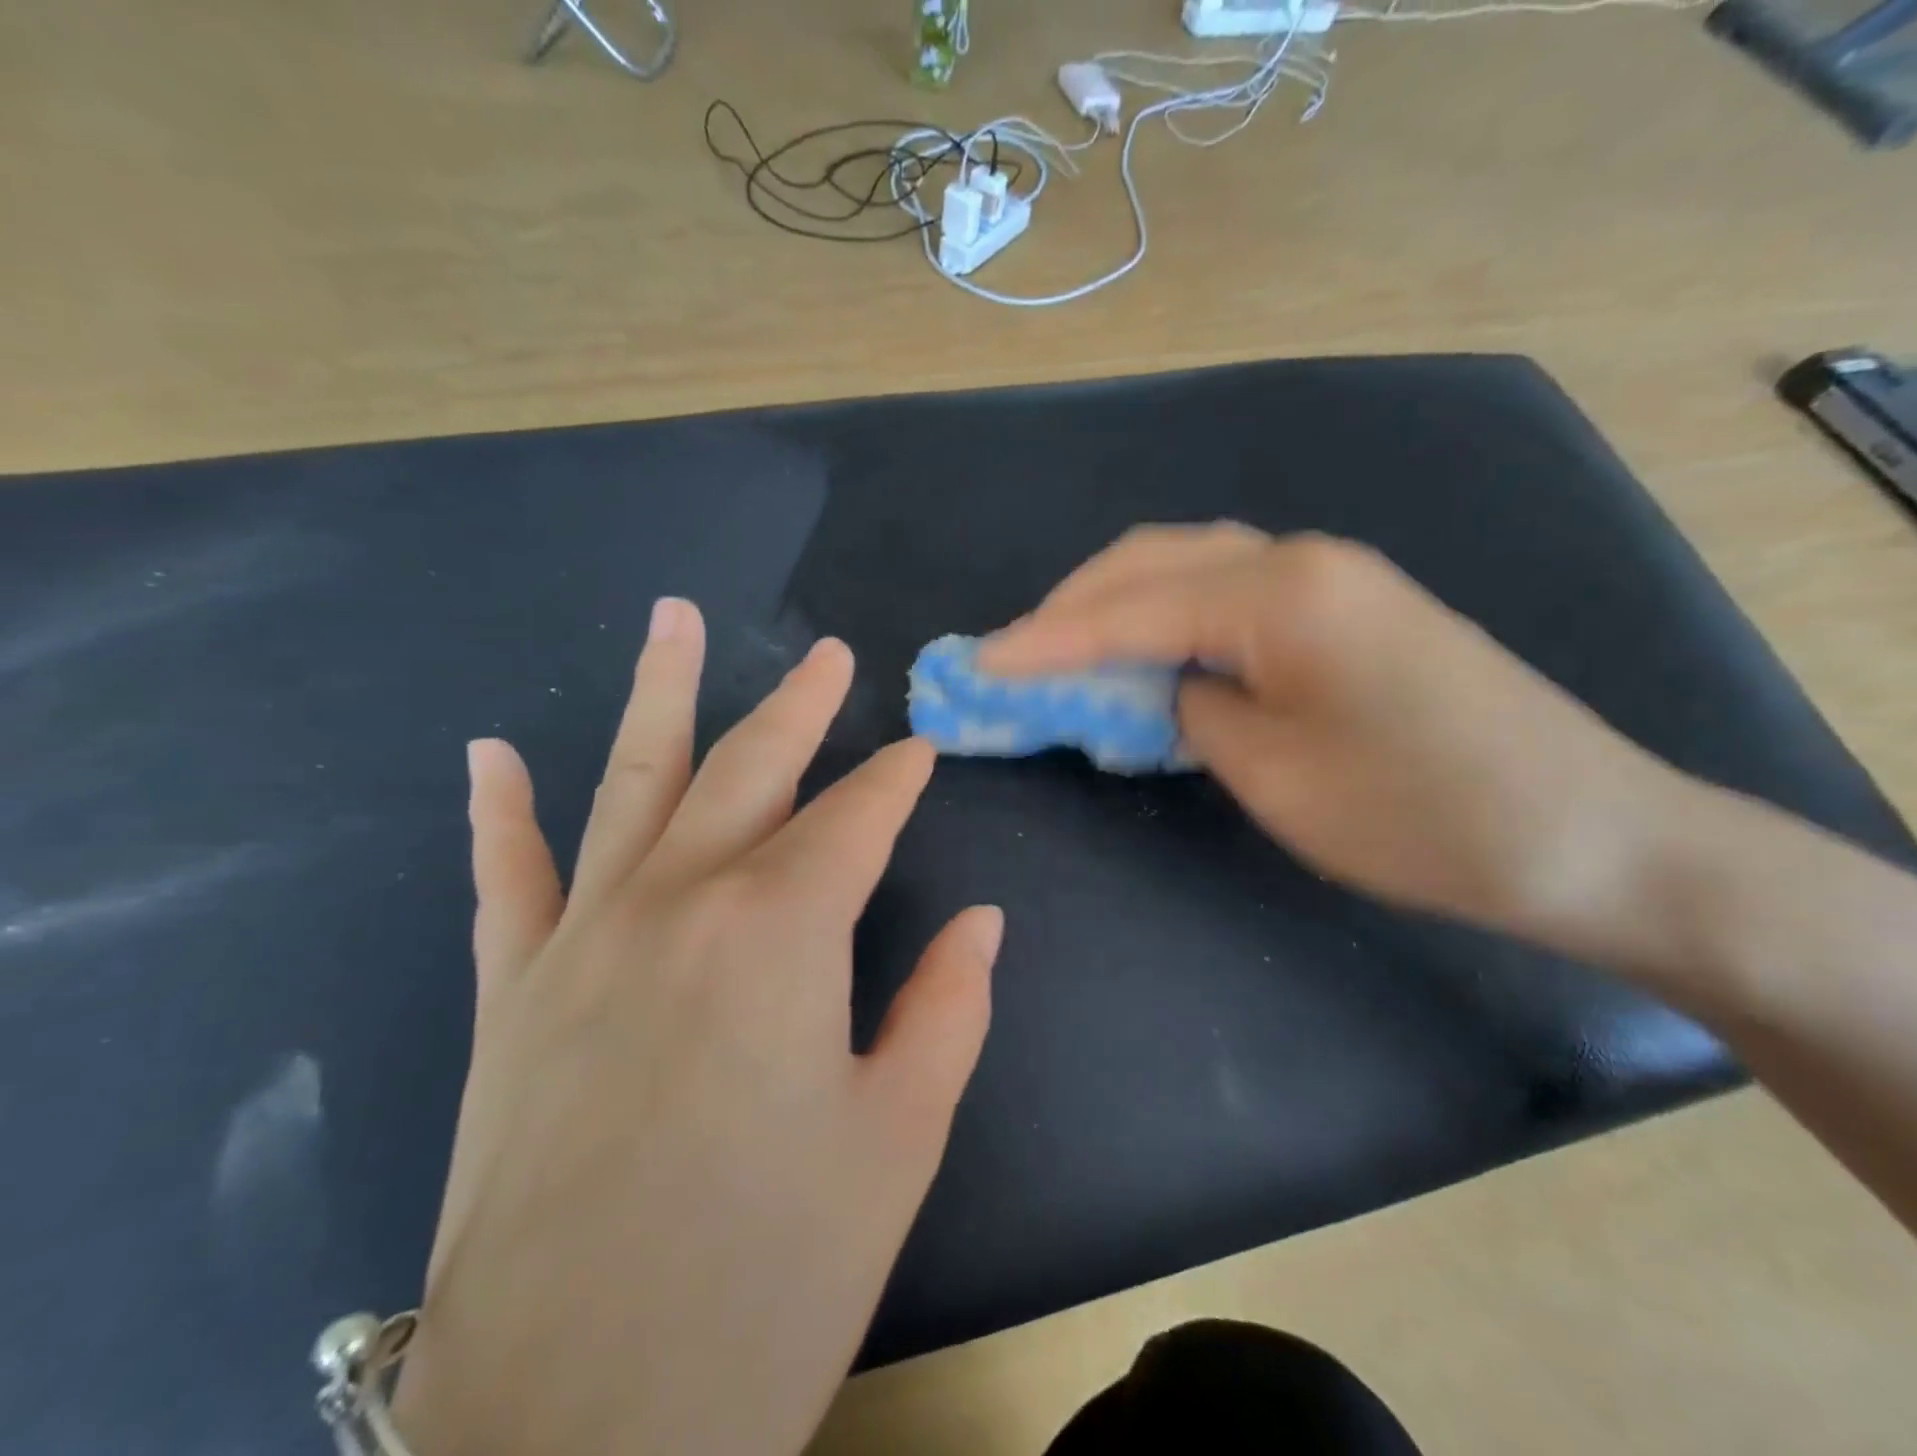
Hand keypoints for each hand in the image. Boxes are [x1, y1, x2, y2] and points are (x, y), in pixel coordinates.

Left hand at [395, 599, 1001, 1455]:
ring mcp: (582, 940)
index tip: (923, 751)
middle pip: (751, 771)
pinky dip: (499, 812)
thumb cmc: (769, 1279)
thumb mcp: (897, 1140)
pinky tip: (493, 753)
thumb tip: (982, 922)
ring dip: (660, 695)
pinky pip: (506, 878)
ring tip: (672, 618)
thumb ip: (946, 1009)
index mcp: (780, 931)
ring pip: (631, 784)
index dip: (897, 782)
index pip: (857, 820)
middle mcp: (678, 903)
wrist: (571, 1431)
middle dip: (800, 707)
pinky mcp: (512, 996)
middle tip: (828, 655)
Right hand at [981, 526, 1700, 963]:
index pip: (1128, 608)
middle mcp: (1298, 558)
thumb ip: (1193, 712)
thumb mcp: (1275, 776)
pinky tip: (1146, 650)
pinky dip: (1168, 615)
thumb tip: (1162, 686)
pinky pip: (1228, 591)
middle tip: (1012, 655)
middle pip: (1152, 561)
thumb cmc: (1423, 818)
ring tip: (1062, 651)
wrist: (1594, 836)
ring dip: (1118, 604)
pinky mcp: (1348, 605)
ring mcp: (1330, 575)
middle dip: (1071, 607)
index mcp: (1278, 592)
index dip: (1043, 641)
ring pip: (1189, 566)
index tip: (978, 666)